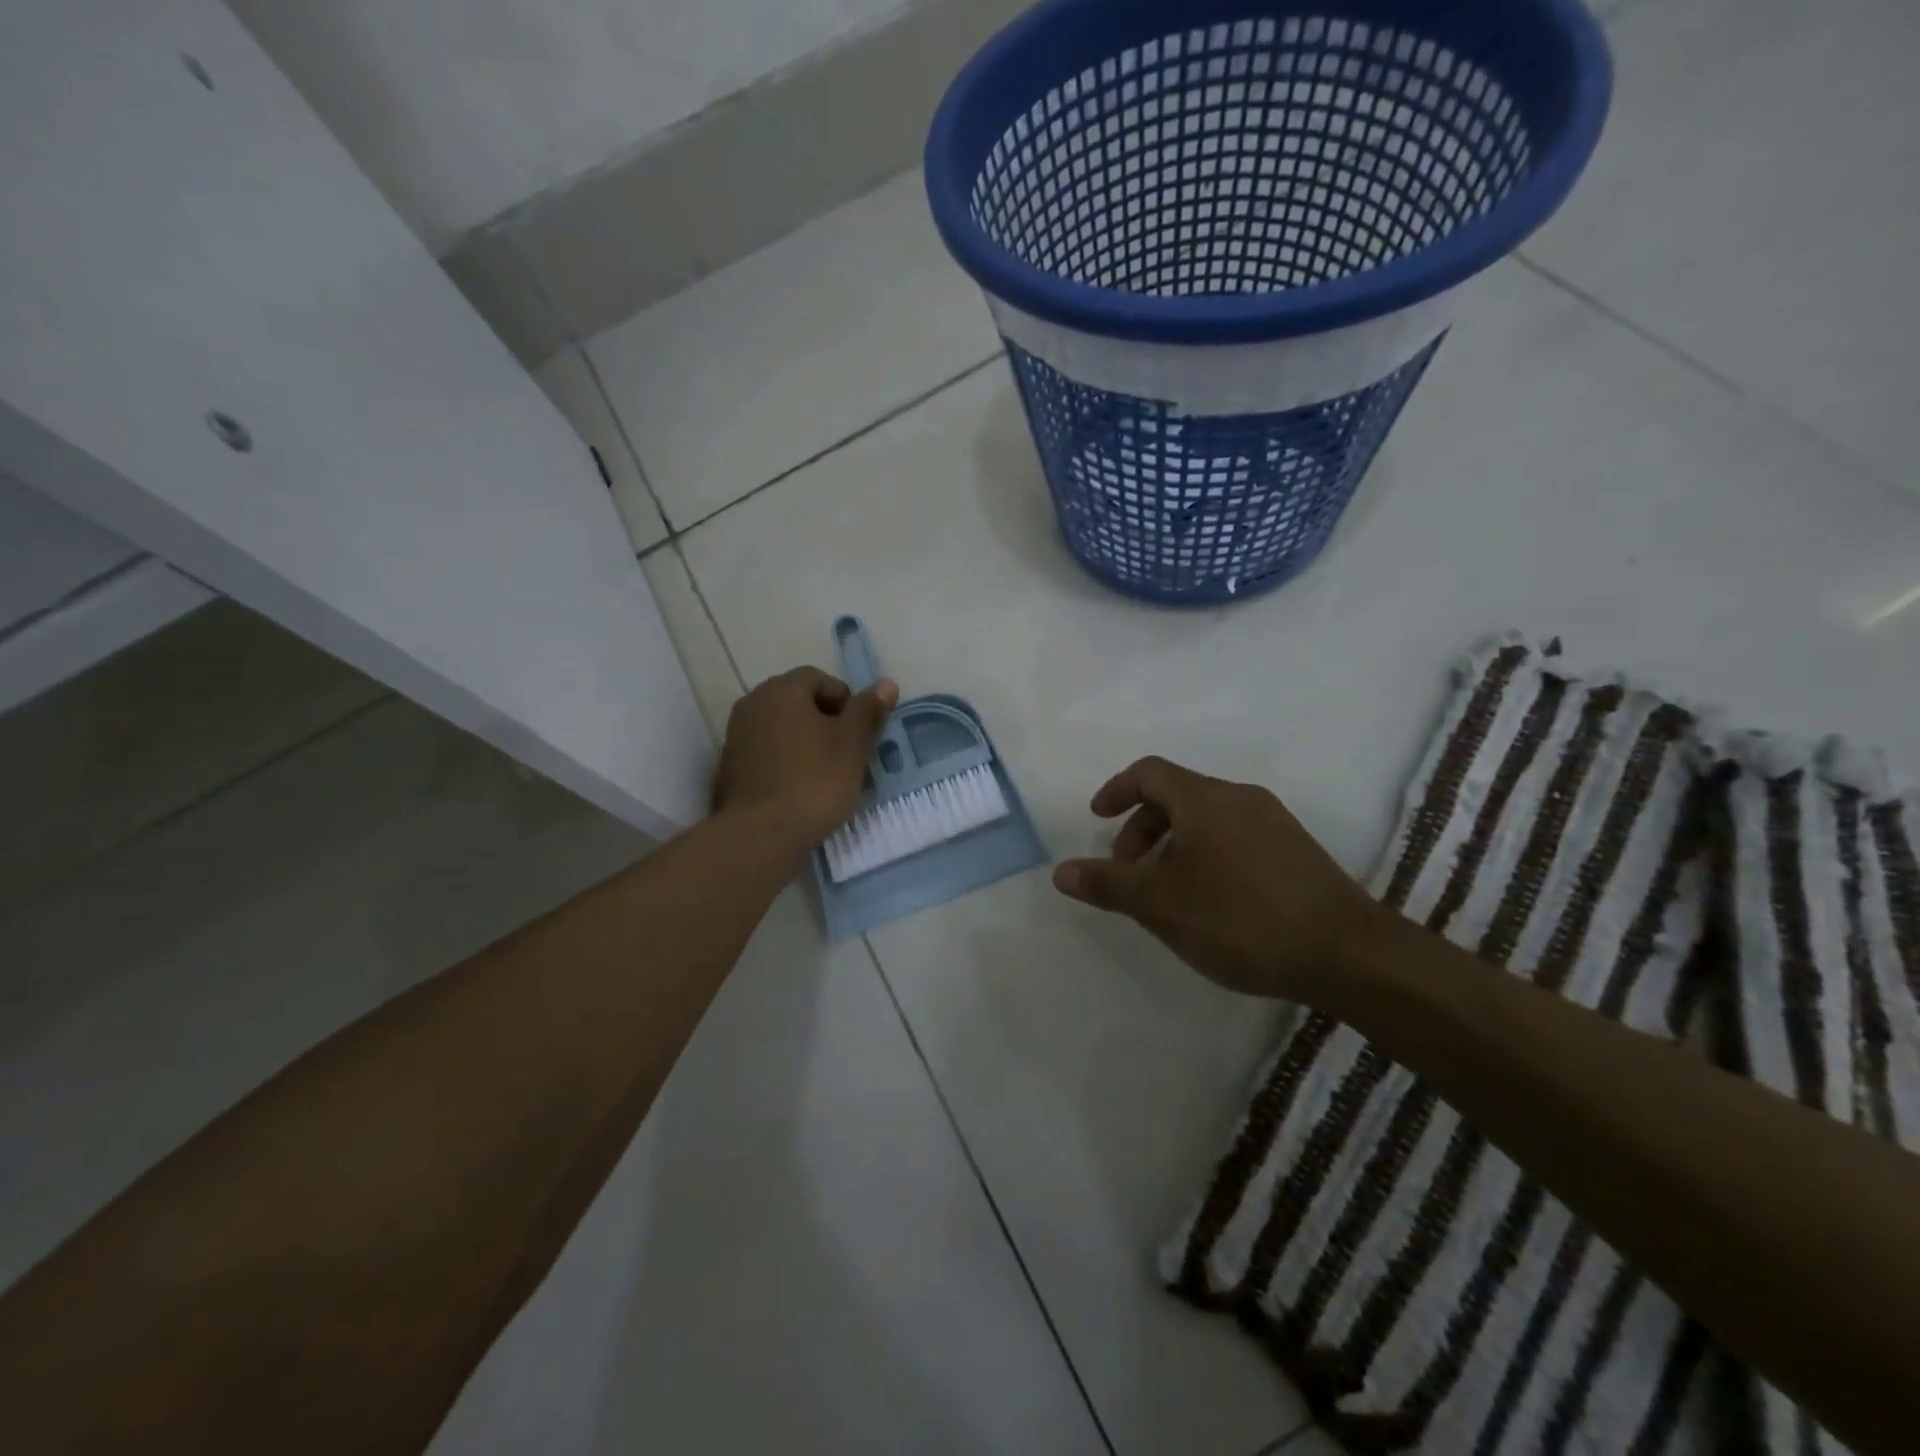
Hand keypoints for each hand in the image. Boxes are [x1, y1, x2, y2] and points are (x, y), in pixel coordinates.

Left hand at [714, 667, 897, 852]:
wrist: (761, 835)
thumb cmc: (814, 781)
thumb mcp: (853, 744)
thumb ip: (868, 710)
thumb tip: (887, 683)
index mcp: (781, 690)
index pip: (819, 679)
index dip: (845, 702)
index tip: (858, 734)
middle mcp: (753, 704)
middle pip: (797, 701)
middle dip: (824, 721)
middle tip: (846, 754)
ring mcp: (736, 736)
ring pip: (781, 728)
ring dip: (804, 742)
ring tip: (825, 774)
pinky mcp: (729, 767)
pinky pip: (765, 752)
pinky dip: (784, 762)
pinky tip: (798, 788)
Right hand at [1052, 756, 1379, 998]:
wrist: (1347, 953)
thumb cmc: (1241, 919)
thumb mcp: (1161, 905)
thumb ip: (1108, 885)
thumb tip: (1060, 872)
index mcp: (1204, 799)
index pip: (1149, 772)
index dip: (1116, 790)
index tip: (1097, 818)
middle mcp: (1240, 798)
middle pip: (1176, 795)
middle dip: (1141, 828)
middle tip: (1127, 871)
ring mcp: (1273, 822)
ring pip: (1206, 819)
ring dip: (1172, 845)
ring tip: (1165, 893)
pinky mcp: (1295, 849)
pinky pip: (1233, 836)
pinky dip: (1204, 854)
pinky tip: (1209, 902)